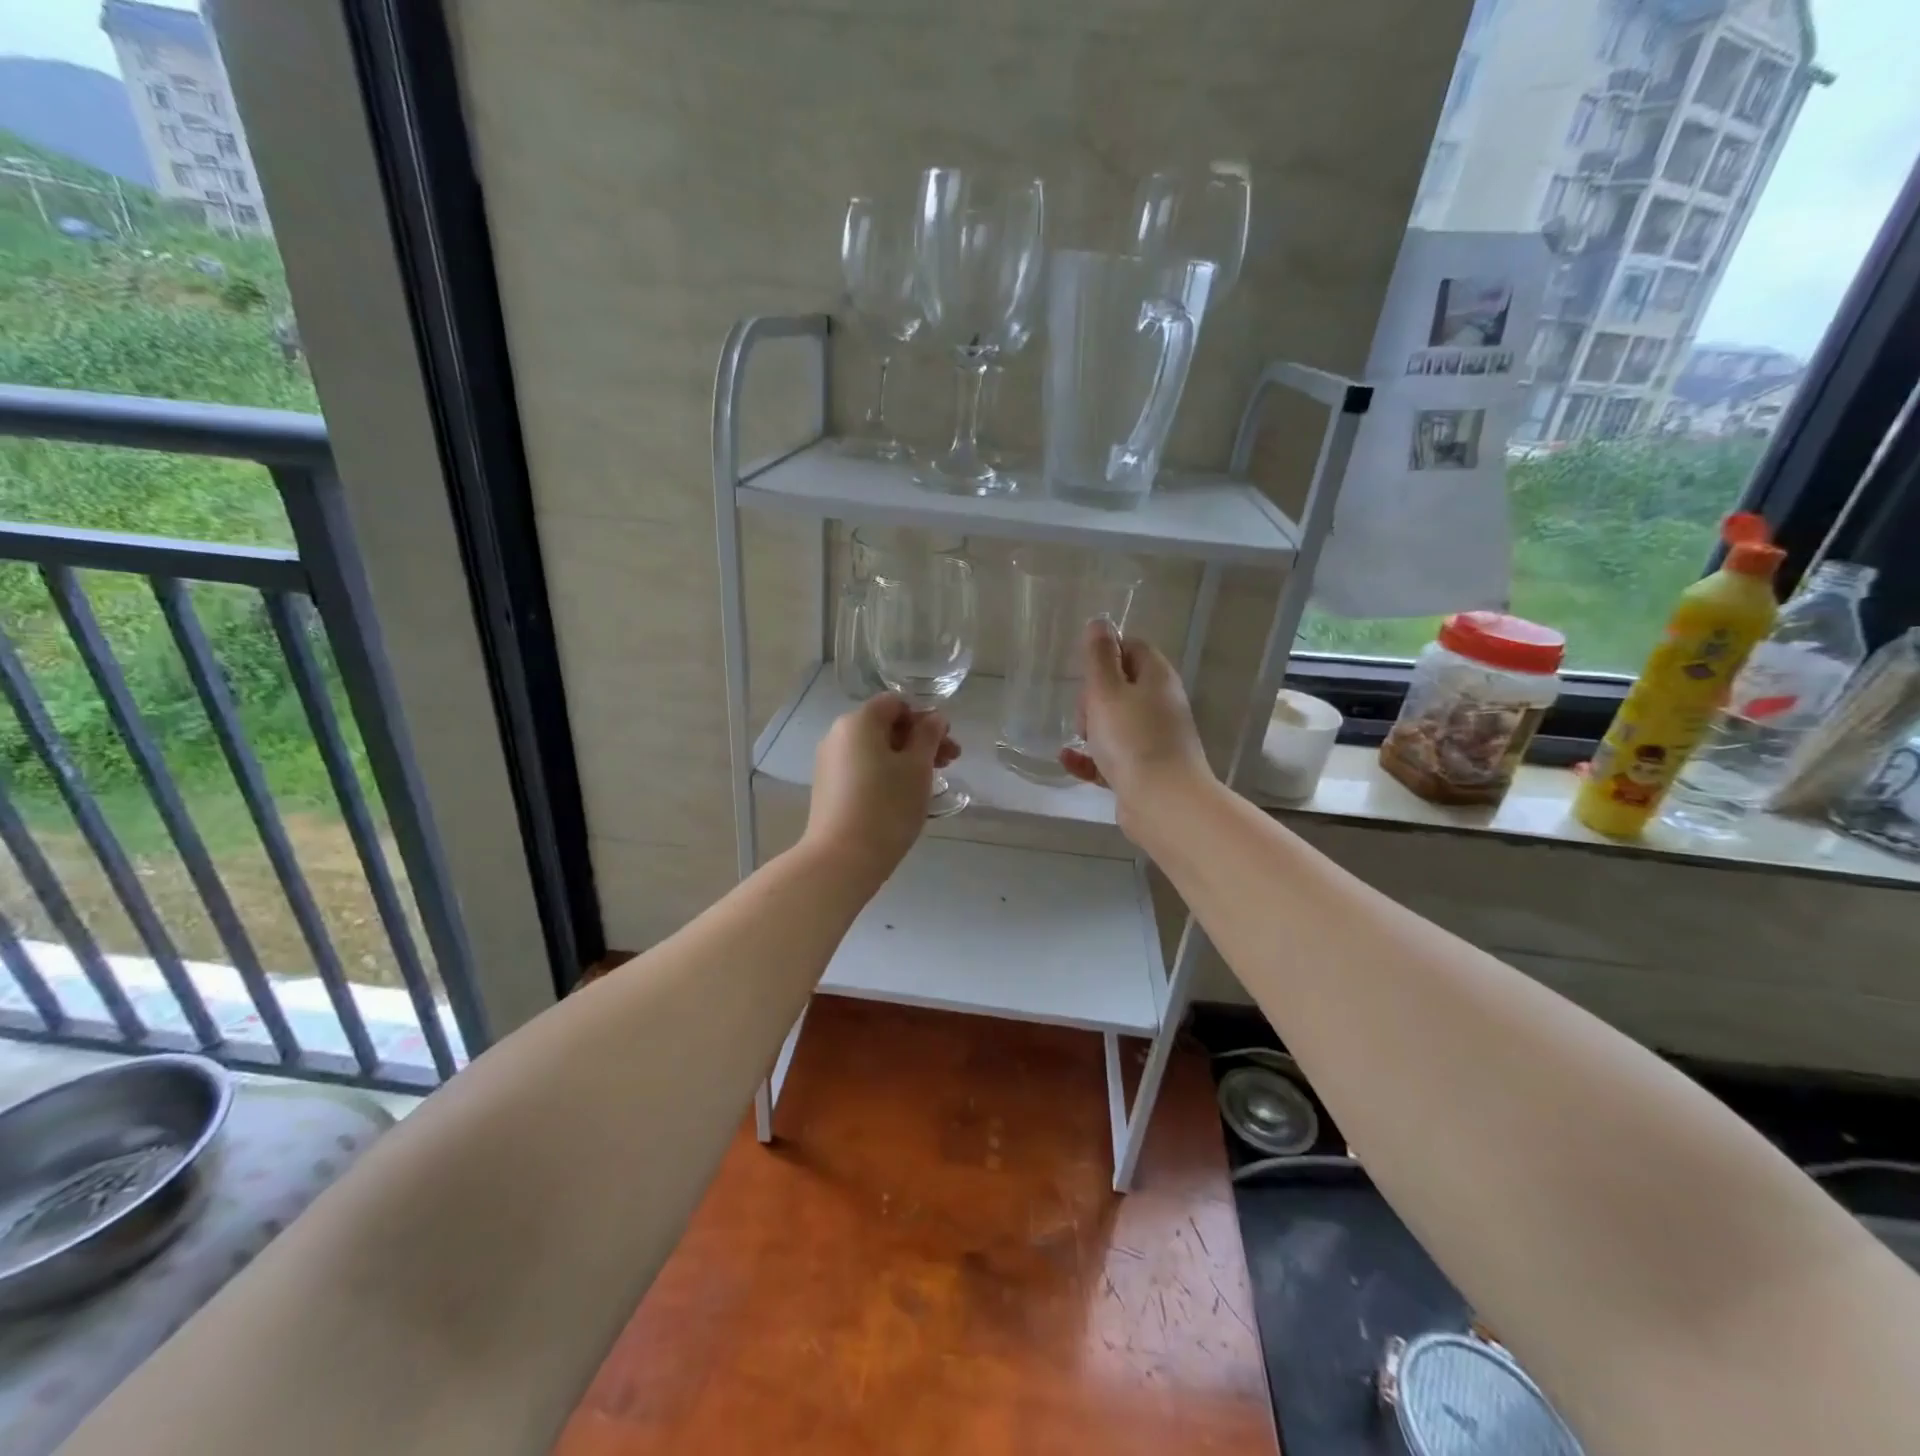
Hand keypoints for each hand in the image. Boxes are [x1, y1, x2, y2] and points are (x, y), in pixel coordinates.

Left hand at [803, 693, 959, 883]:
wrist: (842, 859)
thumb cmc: (887, 806)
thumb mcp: (917, 768)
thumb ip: (929, 736)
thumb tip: (934, 718)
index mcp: (858, 722)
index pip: (896, 703)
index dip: (924, 717)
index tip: (945, 742)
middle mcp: (838, 735)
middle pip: (885, 726)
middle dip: (919, 739)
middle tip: (950, 762)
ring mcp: (830, 763)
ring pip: (875, 749)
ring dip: (905, 758)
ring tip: (931, 781)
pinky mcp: (828, 788)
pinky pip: (863, 768)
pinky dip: (886, 773)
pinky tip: (904, 796)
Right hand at [1060, 619, 1211, 832]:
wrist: (1163, 802)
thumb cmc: (1132, 739)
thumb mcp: (1107, 691)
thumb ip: (1099, 657)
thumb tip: (1100, 622)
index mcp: (1156, 678)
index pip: (1132, 648)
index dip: (1106, 653)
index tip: (1084, 671)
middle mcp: (1160, 704)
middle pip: (1120, 686)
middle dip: (1093, 696)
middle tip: (1084, 714)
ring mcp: (1153, 738)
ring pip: (1114, 722)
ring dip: (1091, 728)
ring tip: (1078, 739)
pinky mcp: (1143, 769)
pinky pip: (1111, 755)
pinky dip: (1090, 757)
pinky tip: (1068, 760)